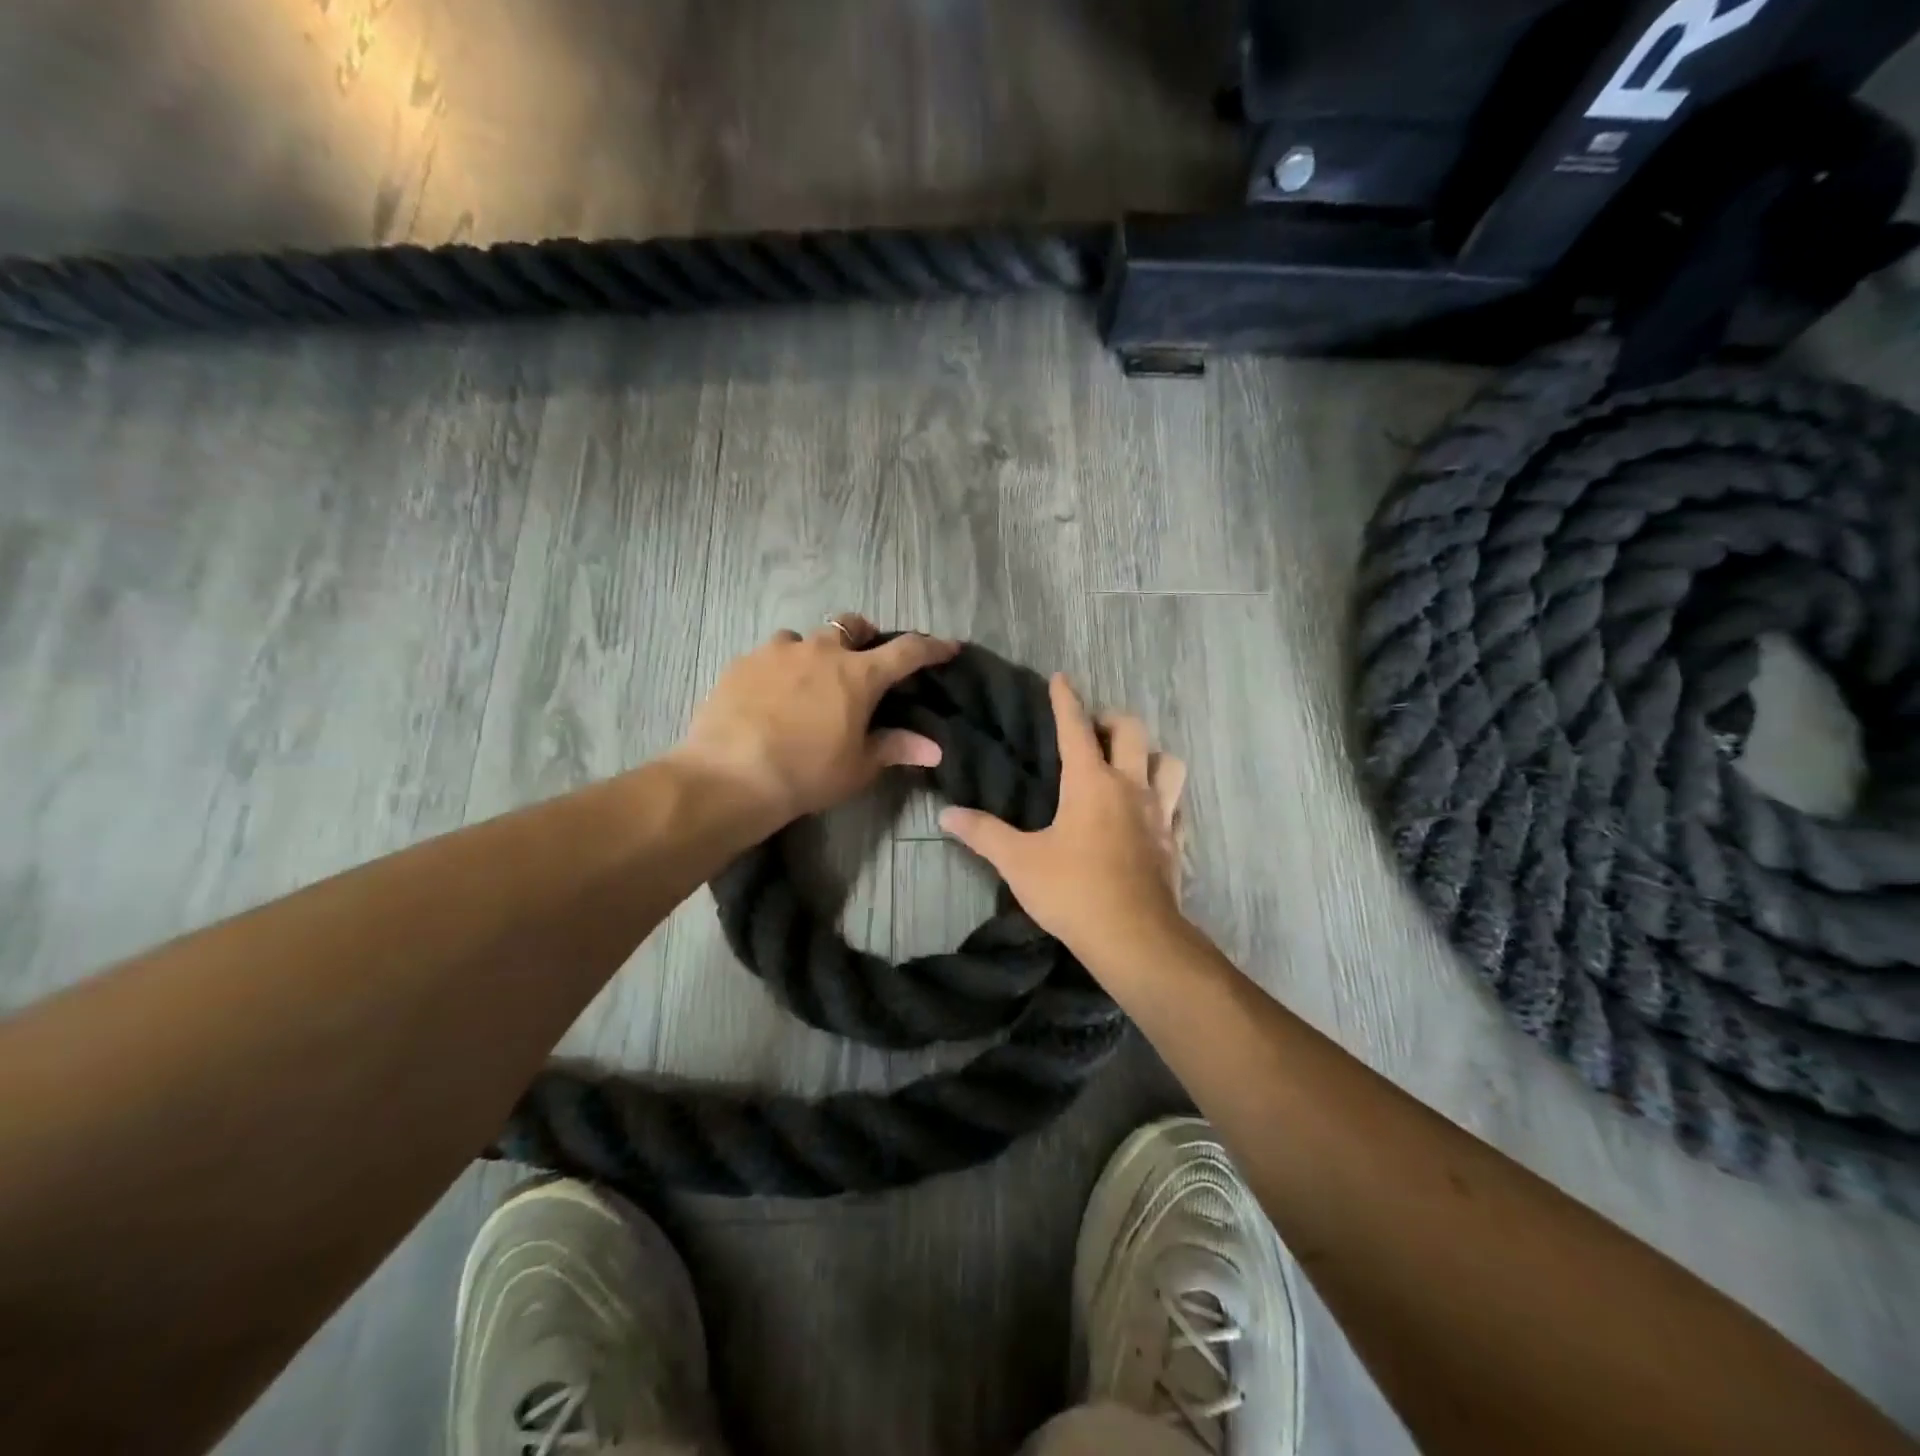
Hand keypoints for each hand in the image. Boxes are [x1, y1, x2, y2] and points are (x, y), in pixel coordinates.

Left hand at [675, 614, 958, 827]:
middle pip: (851, 626)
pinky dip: (779, 669)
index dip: (931, 648)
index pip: (907, 652)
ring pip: (804, 638)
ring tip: (807, 681)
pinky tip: (770, 696)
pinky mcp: (743, 662)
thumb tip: (934, 748)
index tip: (947, 647)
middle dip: (863, 636)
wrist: (730, 775)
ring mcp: (777, 652)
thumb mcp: (857, 767)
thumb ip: (895, 748)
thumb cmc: (806, 774)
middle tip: (862, 661)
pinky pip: (769, 655)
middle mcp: (821, 651)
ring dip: (813, 653)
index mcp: (858, 675)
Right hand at [940, 674, 1187, 963]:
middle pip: (1132, 731)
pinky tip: (1152, 812)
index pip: (1075, 728)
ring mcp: (1160, 813)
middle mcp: (1130, 786)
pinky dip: (1166, 798)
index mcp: (1091, 782)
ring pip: (1167, 762)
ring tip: (1129, 765)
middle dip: (1111, 719)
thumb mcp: (1019, 862)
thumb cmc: (1073, 891)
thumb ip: (983, 834)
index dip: (1065, 700)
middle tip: (1093, 729)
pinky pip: (1178, 805)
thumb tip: (946, 814)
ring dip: (1149, 754)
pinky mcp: (1175, 841)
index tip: (1061, 678)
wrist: (1135, 938)